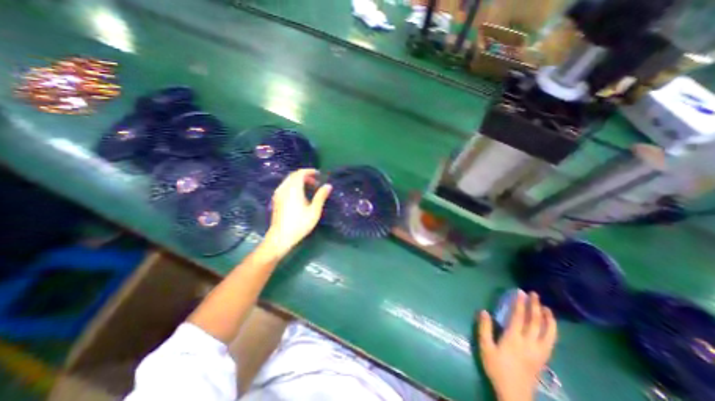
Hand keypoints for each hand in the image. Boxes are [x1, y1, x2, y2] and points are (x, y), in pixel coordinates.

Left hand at [262, 169, 331, 256]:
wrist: (281, 237)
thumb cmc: (300, 224)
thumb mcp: (314, 211)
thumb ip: (321, 196)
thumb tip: (328, 185)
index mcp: (293, 189)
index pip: (300, 173)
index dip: (310, 171)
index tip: (319, 174)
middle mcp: (284, 188)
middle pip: (294, 175)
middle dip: (305, 176)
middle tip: (316, 182)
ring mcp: (278, 193)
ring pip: (289, 180)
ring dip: (299, 180)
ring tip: (309, 188)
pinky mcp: (276, 199)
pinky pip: (285, 186)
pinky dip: (293, 185)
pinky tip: (299, 195)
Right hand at [480, 291, 557, 400]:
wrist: (515, 395)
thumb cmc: (497, 369)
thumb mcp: (485, 348)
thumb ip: (484, 329)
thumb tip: (484, 311)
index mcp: (514, 339)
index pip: (518, 317)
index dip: (520, 304)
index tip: (520, 292)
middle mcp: (529, 343)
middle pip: (535, 322)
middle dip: (535, 306)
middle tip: (535, 294)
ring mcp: (539, 352)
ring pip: (548, 333)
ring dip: (548, 319)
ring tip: (547, 308)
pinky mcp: (543, 359)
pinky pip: (551, 342)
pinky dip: (552, 331)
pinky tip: (550, 327)